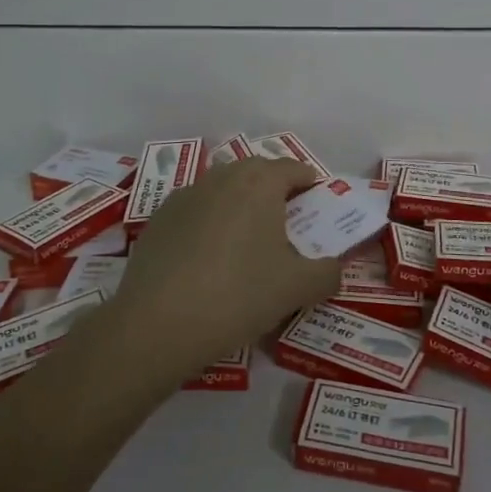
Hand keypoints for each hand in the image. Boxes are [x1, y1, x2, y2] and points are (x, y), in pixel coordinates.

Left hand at [102, 158, 339, 380]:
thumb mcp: (298, 288)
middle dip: (274, 193)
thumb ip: (327, 274)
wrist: (157, 323)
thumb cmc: (239, 295)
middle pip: (257, 174)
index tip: (318, 207)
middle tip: (286, 228)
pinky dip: (208, 226)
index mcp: (260, 181)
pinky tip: (207, 262)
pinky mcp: (158, 219)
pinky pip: (195, 212)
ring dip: (239, 207)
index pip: (293, 168)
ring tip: (246, 246)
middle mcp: (222, 176)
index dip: (310, 184)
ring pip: (223, 190)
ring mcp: (185, 195)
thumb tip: (332, 269)